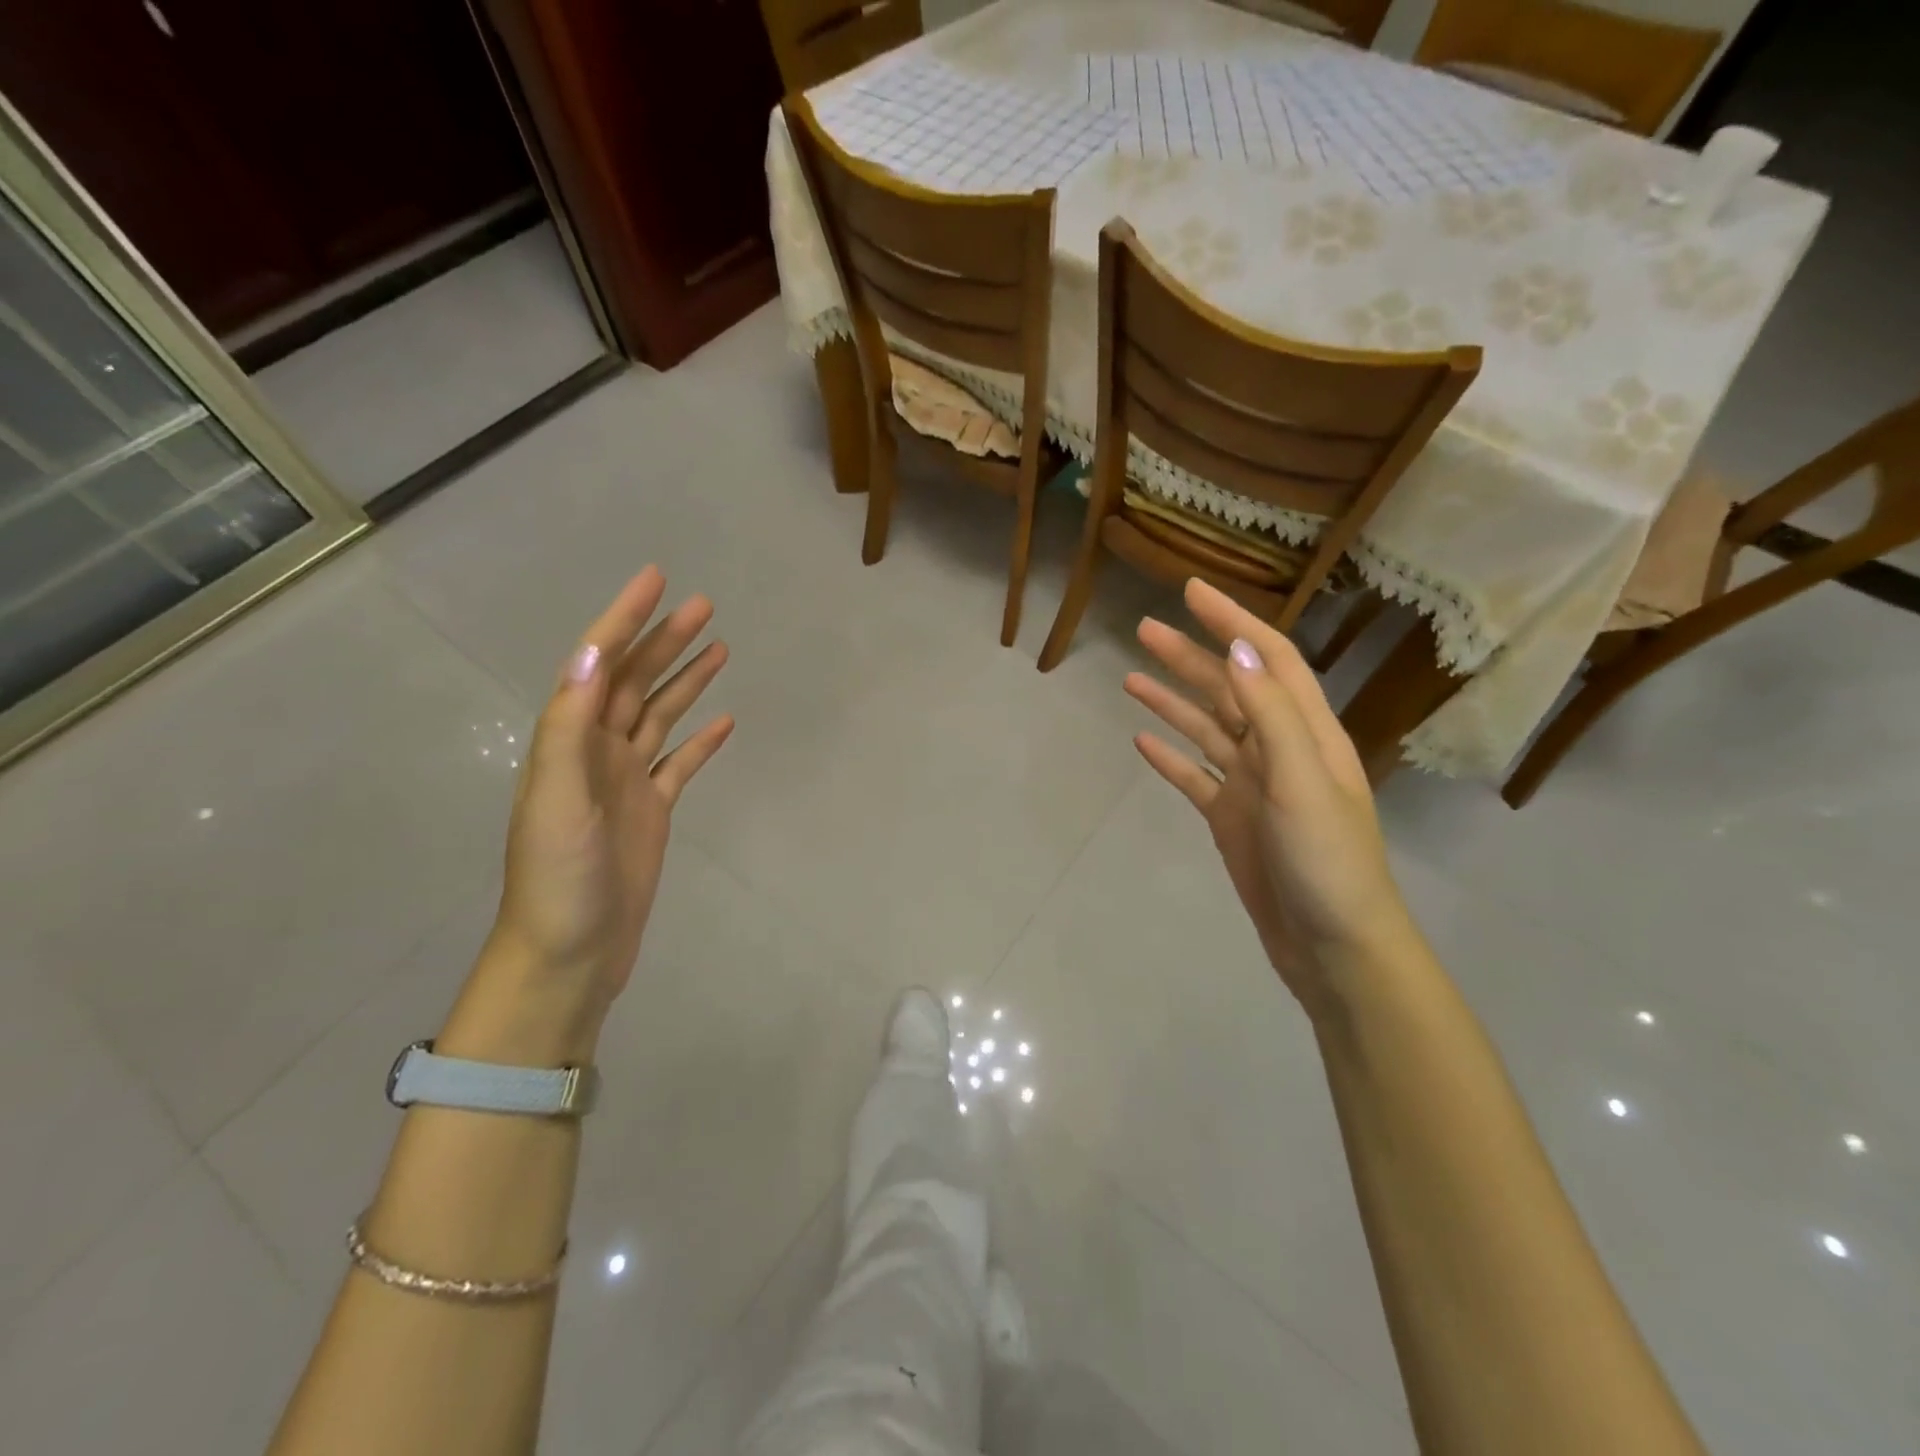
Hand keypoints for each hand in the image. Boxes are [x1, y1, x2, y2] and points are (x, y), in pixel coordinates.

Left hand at [465, 569, 732, 1056]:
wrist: (570, 952)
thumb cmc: (558, 877)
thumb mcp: (557, 798)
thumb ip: (570, 726)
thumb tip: (589, 655)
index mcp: (569, 741)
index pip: (598, 665)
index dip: (624, 620)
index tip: (656, 580)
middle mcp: (596, 752)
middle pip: (634, 682)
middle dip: (665, 641)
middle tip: (704, 606)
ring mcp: (627, 781)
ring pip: (660, 716)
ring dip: (686, 681)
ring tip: (719, 647)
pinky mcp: (653, 810)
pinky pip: (680, 764)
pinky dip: (701, 741)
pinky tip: (725, 721)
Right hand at [1126, 580, 1413, 1015]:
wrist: (1333, 946)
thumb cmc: (1327, 860)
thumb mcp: (1302, 780)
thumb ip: (1272, 713)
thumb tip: (1240, 646)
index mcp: (1307, 733)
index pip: (1269, 660)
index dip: (1234, 621)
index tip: (1193, 591)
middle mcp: (1279, 751)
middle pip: (1230, 689)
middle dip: (1191, 655)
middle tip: (1143, 629)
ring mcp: (1252, 786)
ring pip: (1207, 730)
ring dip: (1173, 701)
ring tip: (1131, 676)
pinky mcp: (1231, 820)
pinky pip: (1194, 777)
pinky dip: (1170, 757)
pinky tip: (1143, 742)